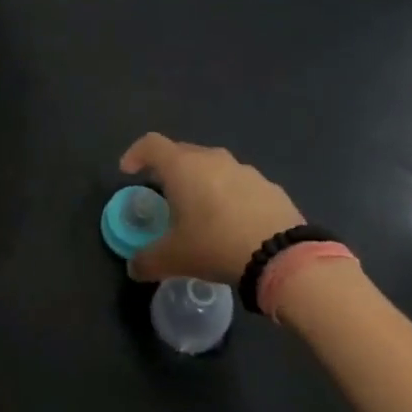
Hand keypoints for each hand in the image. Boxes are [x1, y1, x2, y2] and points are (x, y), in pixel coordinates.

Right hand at [119, 134, 304, 284]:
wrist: (282, 256)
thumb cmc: (216, 245)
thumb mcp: (173, 259)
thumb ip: (146, 260)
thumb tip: (133, 267)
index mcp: (183, 167)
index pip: (150, 144)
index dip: (135, 154)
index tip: (129, 172)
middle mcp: (212, 158)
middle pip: (182, 153)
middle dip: (168, 170)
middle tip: (164, 196)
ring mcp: (244, 170)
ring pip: (212, 167)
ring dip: (201, 182)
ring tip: (200, 211)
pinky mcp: (269, 186)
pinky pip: (238, 183)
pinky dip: (228, 195)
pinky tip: (232, 223)